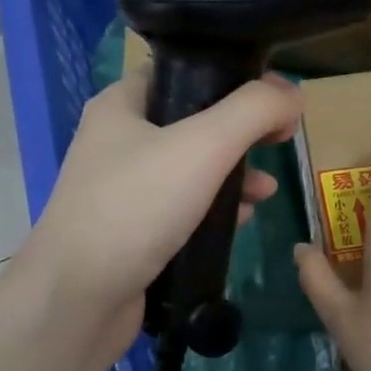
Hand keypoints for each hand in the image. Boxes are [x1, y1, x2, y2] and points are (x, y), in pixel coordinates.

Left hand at [20, 66, 299, 348]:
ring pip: (191, 170)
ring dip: (232, 176)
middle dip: (240, 134)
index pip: (184, 72)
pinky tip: (240, 221)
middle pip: (193, 122)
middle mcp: (118, 141)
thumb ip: (252, 111)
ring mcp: (123, 190)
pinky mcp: (132, 232)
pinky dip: (213, 210)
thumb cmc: (135, 208)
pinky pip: (182, 209)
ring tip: (266, 191)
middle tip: (279, 142)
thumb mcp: (202, 146)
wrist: (78, 297)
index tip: (276, 99)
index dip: (234, 79)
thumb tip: (292, 91)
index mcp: (122, 105)